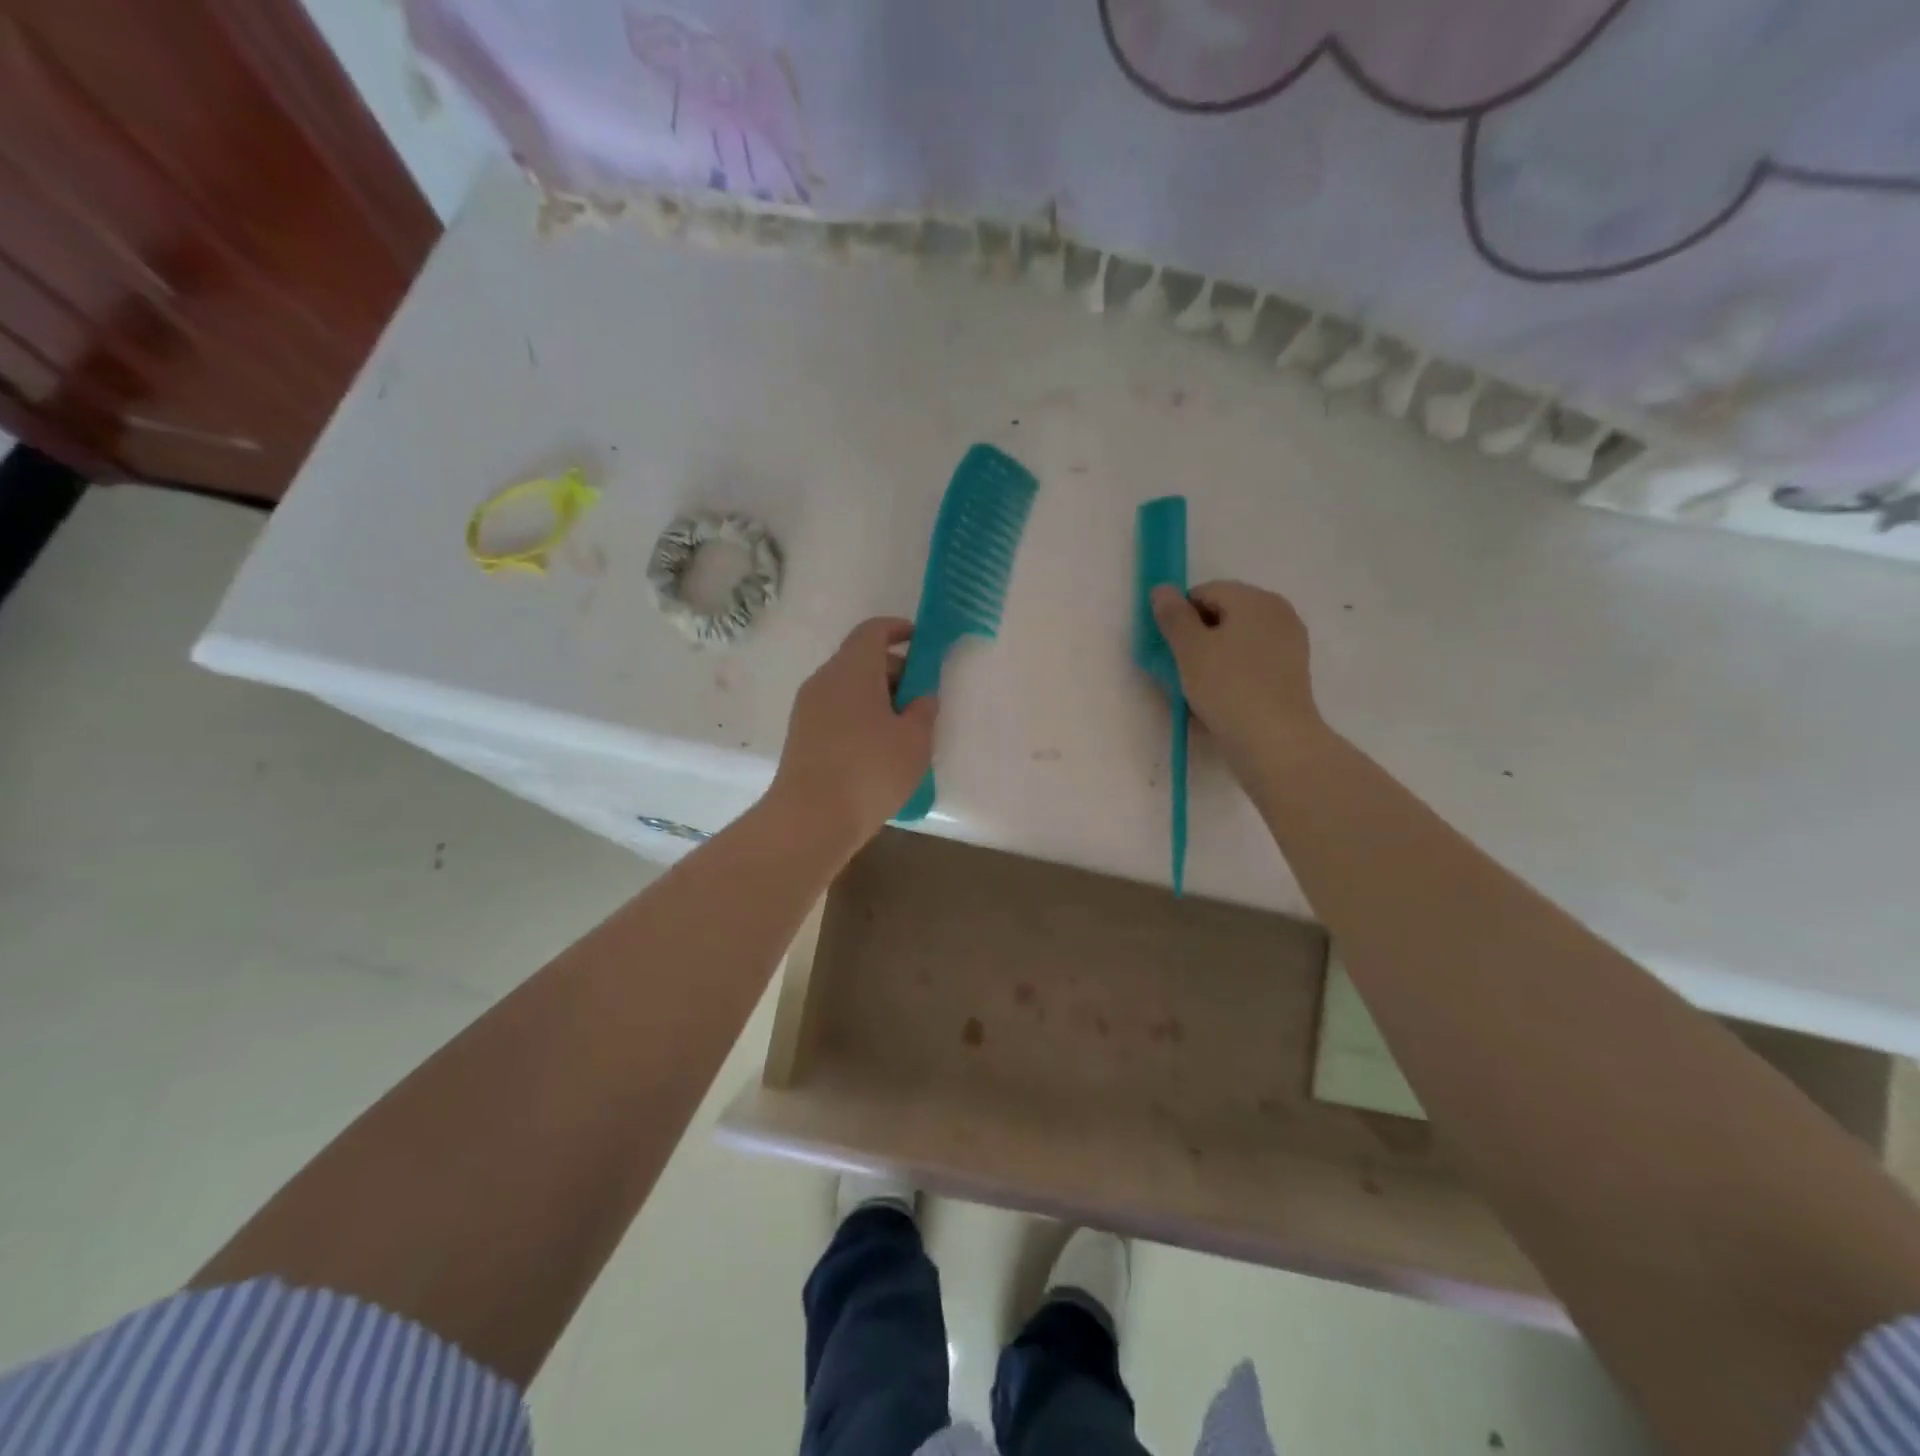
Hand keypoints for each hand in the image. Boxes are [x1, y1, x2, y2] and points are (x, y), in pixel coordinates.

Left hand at [767, 617, 936, 850]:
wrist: (810, 819)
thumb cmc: (870, 770)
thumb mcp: (914, 740)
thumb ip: (924, 711)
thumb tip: (921, 698)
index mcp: (852, 669)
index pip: (873, 631)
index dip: (899, 630)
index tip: (921, 642)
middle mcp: (824, 681)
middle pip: (860, 660)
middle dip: (894, 671)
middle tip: (921, 698)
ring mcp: (807, 709)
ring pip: (848, 689)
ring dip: (877, 698)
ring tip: (904, 730)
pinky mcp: (801, 737)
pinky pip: (836, 712)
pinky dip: (860, 717)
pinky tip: (879, 750)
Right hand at [1150, 581, 1325, 773]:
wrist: (1275, 741)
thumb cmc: (1228, 688)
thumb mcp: (1189, 649)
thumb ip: (1173, 616)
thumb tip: (1162, 589)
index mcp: (1254, 599)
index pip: (1204, 592)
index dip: (1179, 616)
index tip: (1169, 649)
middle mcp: (1277, 612)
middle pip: (1224, 614)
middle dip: (1198, 637)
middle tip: (1182, 670)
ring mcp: (1290, 642)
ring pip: (1237, 640)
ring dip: (1214, 657)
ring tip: (1200, 689)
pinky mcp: (1292, 672)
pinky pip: (1253, 662)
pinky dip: (1234, 672)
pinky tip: (1222, 699)